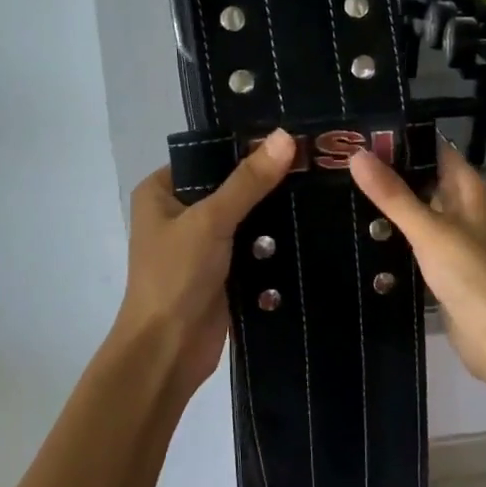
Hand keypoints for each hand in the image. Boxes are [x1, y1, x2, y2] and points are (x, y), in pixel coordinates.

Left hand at [115, 130, 296, 398]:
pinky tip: (313, 226)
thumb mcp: (211, 220)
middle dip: (267, 181)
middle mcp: (179, 213)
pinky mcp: (223, 273)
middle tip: (317, 162)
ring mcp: (202, 245)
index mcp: (161, 191)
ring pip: (245, 219)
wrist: (168, 350)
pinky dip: (276, 243)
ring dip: (275, 213)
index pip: (208, 156)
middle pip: (230, 187)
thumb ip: (248, 181)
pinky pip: (254, 248)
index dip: (246, 146)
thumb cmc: (176, 276)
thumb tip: (285, 136)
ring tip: (324, 188)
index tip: (292, 136)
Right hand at [348, 139, 485, 398]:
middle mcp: (461, 207)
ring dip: (385, 207)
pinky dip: (391, 237)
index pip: (431, 148)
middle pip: (420, 179)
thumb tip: (357, 154)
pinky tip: (357, 236)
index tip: (355, 134)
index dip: (398, 139)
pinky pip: (412, 242)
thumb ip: (393, 195)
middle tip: (334, 165)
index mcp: (466, 188)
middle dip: (385, 173)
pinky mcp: (442, 267)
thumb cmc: (472, 275)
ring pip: (414, 212)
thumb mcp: (429, 230)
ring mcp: (452, 238)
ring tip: (335, 194)